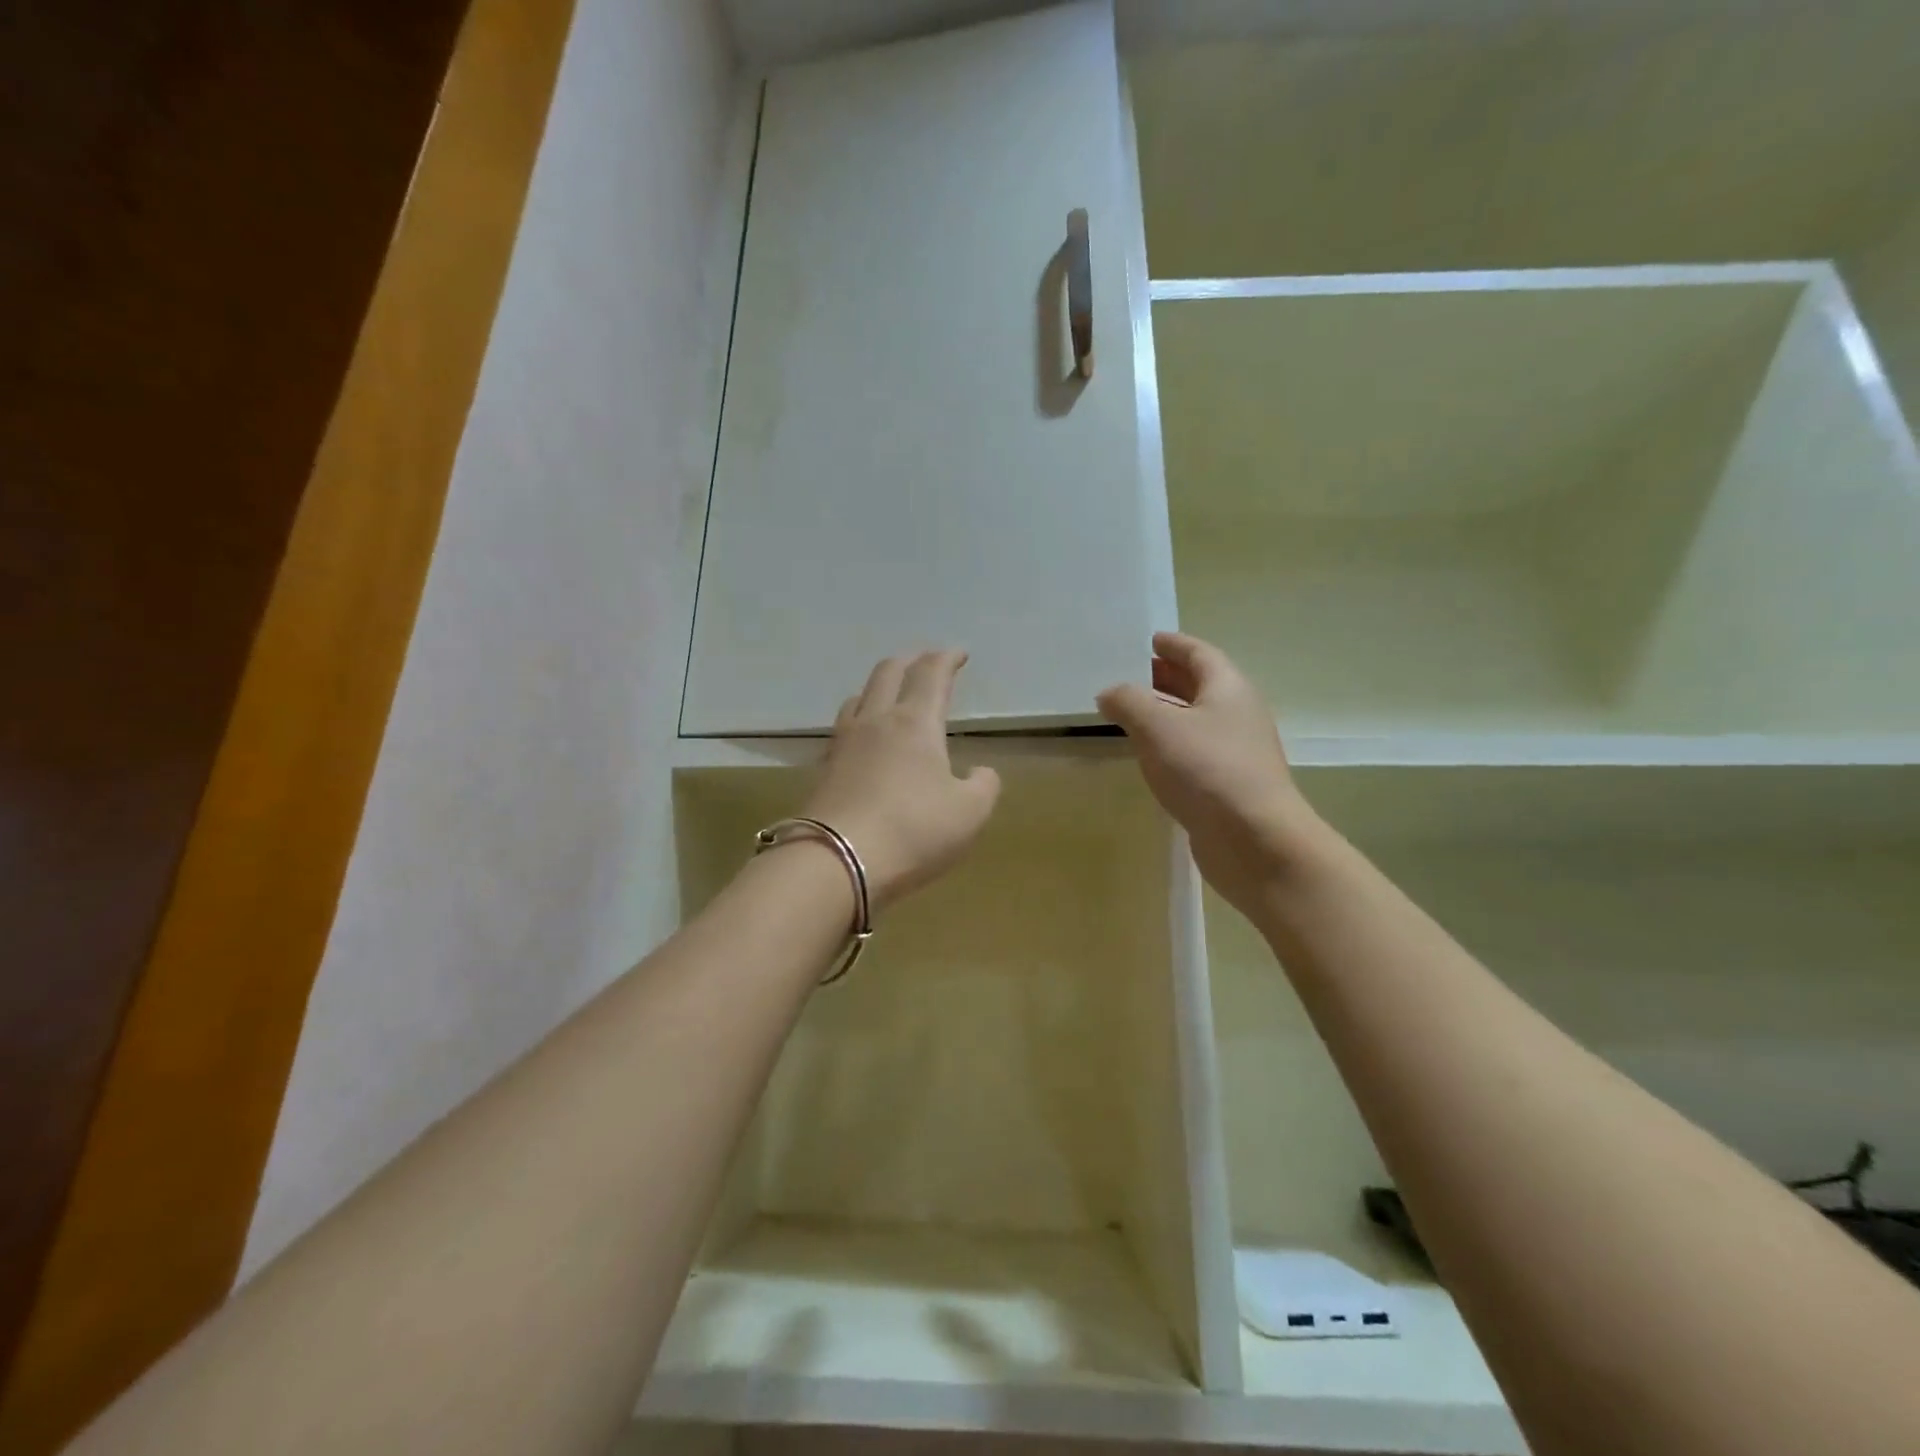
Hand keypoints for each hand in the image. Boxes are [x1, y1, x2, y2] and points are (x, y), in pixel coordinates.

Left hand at [800, 649, 1000, 910]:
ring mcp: (844, 743)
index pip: (931, 674)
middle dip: (910, 661)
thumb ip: (983, 786)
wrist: (836, 861)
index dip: (946, 658)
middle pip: (888, 673)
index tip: (958, 653)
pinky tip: (864, 738)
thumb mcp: (969, 813)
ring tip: (890, 694)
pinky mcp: (824, 769)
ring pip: (859, 697)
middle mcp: (876, 721)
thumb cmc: (913, 830)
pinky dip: (860, 719)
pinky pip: (844, 728)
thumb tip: (979, 772)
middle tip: (925, 661)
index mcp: (915, 722)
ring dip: (879, 686)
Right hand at [1098, 632, 1325, 917]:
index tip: (1150, 639)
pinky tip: (1150, 754)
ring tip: (1132, 712)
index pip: (1200, 654)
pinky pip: (1195, 751)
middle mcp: (1237, 714)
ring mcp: (1237, 751)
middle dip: (1168, 677)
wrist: (1254, 840)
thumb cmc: (1206, 770)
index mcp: (1228, 688)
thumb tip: (1109, 693)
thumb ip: (1128, 702)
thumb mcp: (1157, 727)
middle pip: (1201, 685)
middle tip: (1133, 673)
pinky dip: (1171, 744)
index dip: (1174, 644)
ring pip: (1197, 720)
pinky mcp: (1229, 784)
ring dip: (1167, 712)